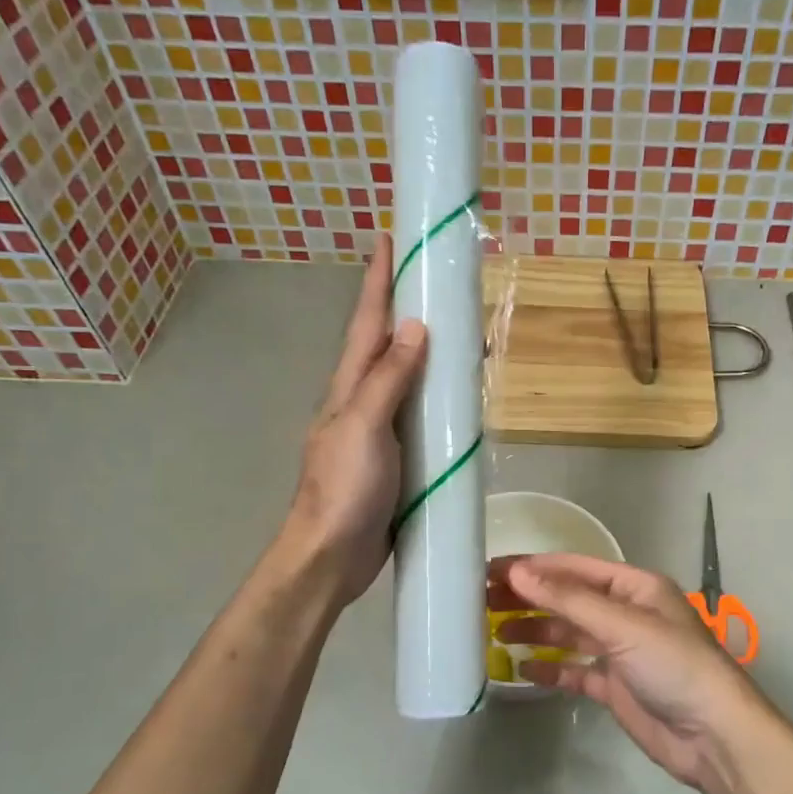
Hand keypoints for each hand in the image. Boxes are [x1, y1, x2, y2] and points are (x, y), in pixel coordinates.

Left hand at [283, 240, 426, 603]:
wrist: (332, 555)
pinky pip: (420, 416)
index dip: (378, 281)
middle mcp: (363, 401)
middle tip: (438, 280)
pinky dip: (438, 397)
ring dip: (428, 351)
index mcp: (349, 387)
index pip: (366, 323)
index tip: (388, 238)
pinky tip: (459, 399)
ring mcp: (379, 431)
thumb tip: (414, 327)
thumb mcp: (364, 426)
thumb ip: (388, 379)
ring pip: (407, 380)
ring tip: (460, 332)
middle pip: (387, 345)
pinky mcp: (397, 459)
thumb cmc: (344, 488)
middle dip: (406, 308)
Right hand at [488, 553, 776, 789]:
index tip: (491, 571)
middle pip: (568, 599)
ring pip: (567, 634)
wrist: (713, 735)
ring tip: (494, 632)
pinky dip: (550, 670)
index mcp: (634, 587)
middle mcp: (625, 613)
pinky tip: (522, 670)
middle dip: (529, 598)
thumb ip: (568, 599)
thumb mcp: (622, 625)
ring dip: (534, 632)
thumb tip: (518, 572)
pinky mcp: (614, 686)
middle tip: (482, 601)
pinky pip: (574, 671)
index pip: (574, 568)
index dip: (533, 567)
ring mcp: (619, 651)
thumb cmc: (673, 665)